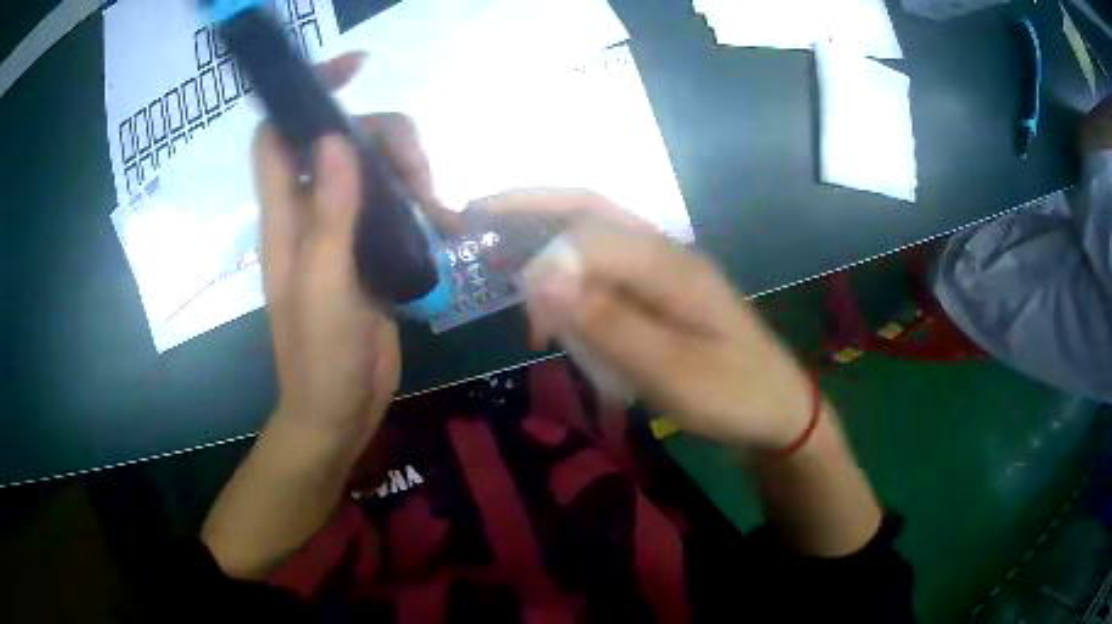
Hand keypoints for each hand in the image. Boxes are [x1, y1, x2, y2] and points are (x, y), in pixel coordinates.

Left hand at [255, 53, 454, 434]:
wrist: (338, 410)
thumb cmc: (319, 356)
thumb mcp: (323, 286)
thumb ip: (328, 215)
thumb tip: (337, 140)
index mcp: (285, 216)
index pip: (278, 135)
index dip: (304, 94)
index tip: (353, 72)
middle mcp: (310, 212)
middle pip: (341, 140)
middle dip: (382, 137)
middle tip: (419, 171)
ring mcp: (341, 231)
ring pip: (372, 168)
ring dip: (408, 170)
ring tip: (438, 206)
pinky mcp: (369, 251)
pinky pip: (393, 204)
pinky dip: (418, 201)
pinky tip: (443, 221)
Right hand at [481, 189, 815, 451]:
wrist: (777, 411)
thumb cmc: (731, 394)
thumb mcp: (670, 369)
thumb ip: (606, 321)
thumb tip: (540, 276)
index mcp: (669, 263)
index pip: (588, 232)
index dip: (544, 259)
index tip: (524, 312)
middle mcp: (664, 253)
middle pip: (590, 210)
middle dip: (532, 207)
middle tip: (479, 216)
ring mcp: (665, 272)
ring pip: (596, 238)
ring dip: (551, 244)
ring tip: (517, 277)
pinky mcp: (663, 295)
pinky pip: (609, 272)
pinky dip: (575, 281)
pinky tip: (563, 310)